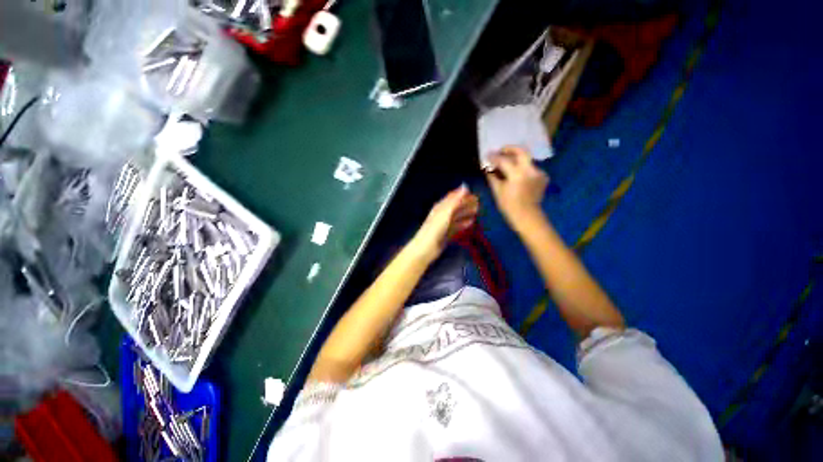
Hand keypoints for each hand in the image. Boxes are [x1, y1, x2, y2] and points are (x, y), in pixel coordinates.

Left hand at [410, 185, 478, 260]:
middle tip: (479, 203)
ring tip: (477, 211)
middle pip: (455, 207)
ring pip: (457, 216)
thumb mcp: (446, 213)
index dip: (462, 195)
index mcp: (440, 207)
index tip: (474, 194)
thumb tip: (465, 186)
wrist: (426, 248)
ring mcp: (444, 225)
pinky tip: (470, 223)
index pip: (452, 198)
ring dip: (466, 213)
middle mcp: (442, 214)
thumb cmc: (435, 229)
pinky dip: (463, 223)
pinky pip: (456, 226)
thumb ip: (455, 201)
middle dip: (466, 204)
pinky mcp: (446, 234)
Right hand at [486, 146, 548, 229]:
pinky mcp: (543, 176)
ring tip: (507, 163)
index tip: (487, 155)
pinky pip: (531, 168)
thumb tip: (487, 169)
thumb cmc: (509, 206)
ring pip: (526, 160)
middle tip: (501, 150)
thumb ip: (492, 177)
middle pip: (521, 151)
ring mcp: (538, 172)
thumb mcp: (497, 191)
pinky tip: (516, 174)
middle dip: (510, 149)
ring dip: (516, 159)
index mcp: (517, 174)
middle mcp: (530, 170)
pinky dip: (522, 168)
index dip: (494, 157)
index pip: (504, 160)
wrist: (527, 216)